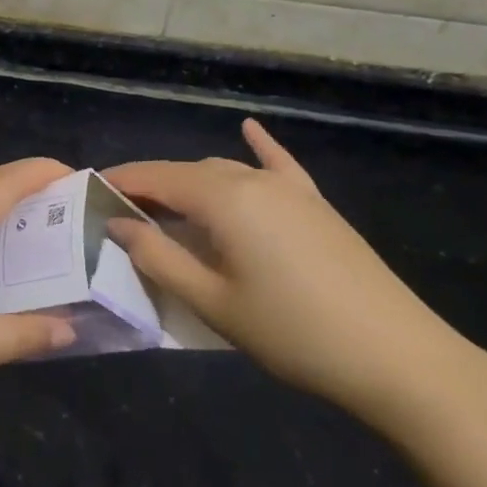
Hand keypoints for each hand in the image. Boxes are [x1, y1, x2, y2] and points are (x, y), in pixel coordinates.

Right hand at [105, 120, 474, 425]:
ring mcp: (290, 189)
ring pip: (225, 171)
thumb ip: (158, 258)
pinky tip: (249, 129)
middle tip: (121, 215)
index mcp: (224, 198)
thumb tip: (119, 224)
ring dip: (190, 183)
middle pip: (188, 172)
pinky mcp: (316, 205)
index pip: (156, 177)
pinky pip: (278, 165)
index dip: (120, 183)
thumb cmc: (294, 333)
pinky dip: (257, 148)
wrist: (398, 357)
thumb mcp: (213, 302)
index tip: (88, 194)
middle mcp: (254, 180)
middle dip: (150, 187)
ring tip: (164, 207)